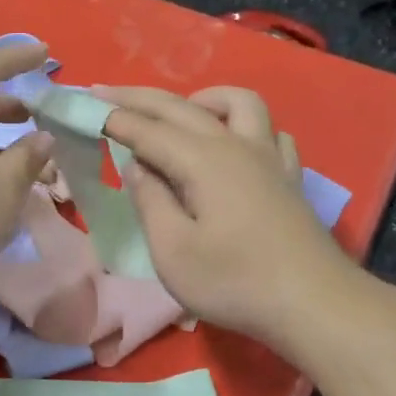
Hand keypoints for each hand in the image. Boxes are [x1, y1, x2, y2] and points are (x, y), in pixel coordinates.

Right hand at [98, 84, 347, 341]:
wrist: (313, 303)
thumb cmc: (234, 282)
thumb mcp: (173, 251)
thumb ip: (151, 202)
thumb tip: (138, 166)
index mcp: (202, 161)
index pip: (147, 130)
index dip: (113, 118)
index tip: (83, 106)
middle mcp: (236, 146)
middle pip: (182, 107)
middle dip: (140, 98)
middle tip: (106, 92)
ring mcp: (269, 157)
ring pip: (238, 103)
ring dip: (201, 99)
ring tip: (178, 115)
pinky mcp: (289, 176)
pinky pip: (269, 131)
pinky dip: (243, 126)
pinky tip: (234, 145)